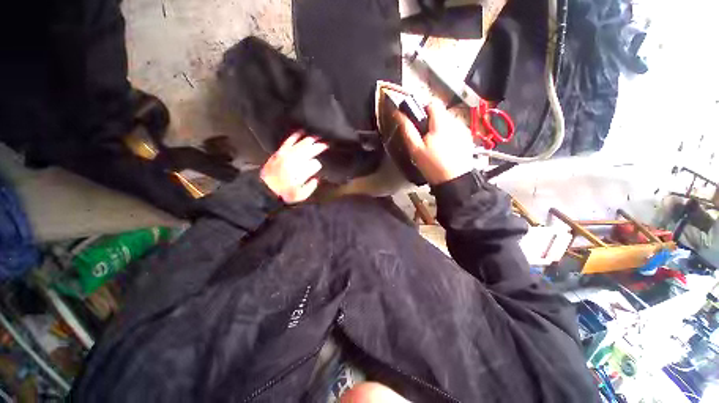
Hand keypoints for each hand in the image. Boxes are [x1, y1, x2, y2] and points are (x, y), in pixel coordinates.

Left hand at [260, 132, 327, 202]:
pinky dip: (293, 138)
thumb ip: (310, 187)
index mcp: (297, 169)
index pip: (311, 155)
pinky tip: (298, 134)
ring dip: (307, 140)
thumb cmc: (284, 194)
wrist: (265, 191)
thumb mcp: (300, 195)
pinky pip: (287, 143)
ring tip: (314, 137)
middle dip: (315, 145)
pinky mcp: (278, 155)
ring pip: (297, 145)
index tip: (326, 146)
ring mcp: (283, 156)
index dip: (319, 149)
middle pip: (305, 149)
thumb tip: (316, 179)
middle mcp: (290, 160)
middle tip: (323, 142)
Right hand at [393, 99, 474, 184]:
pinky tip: (444, 148)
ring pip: (448, 121)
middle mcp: (455, 122)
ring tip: (434, 144)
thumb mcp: (416, 149)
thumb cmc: (433, 166)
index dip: (422, 108)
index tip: (417, 120)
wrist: (454, 181)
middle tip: (424, 137)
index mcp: (441, 123)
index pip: (432, 103)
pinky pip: (455, 129)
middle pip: (440, 112)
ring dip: (439, 128)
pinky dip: (448, 134)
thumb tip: (398, 114)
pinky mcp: (467, 138)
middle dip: (430, 121)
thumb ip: (407, 129)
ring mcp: (463, 130)